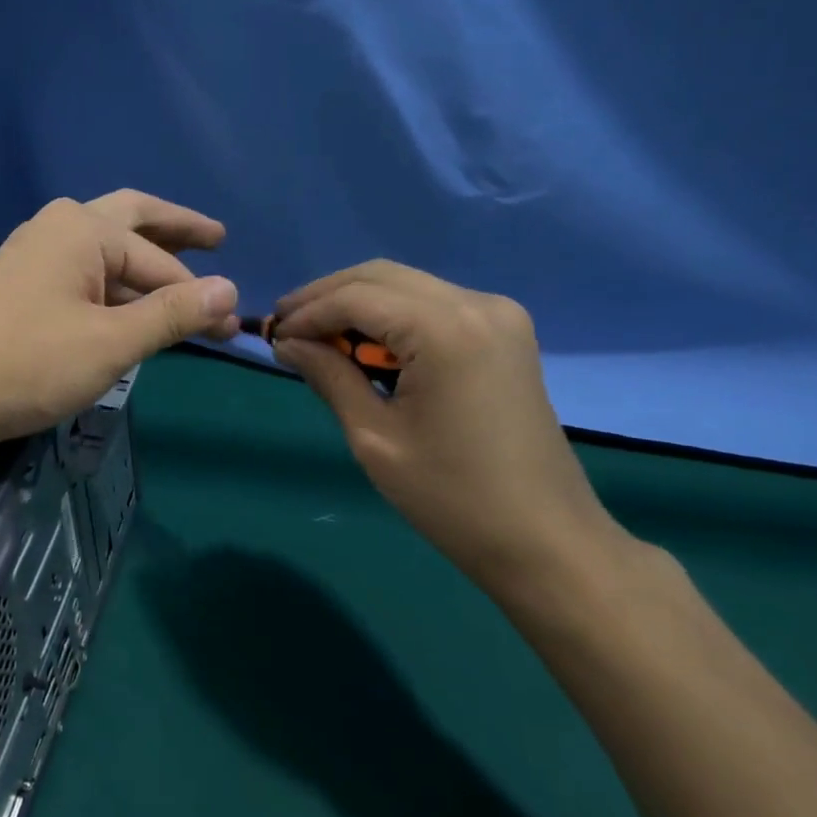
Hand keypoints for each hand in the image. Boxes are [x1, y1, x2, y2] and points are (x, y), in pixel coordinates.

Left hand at [0, 191, 239, 455]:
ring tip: (181, 292)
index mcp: (82, 228)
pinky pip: (82, 276)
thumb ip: (172, 313)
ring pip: (104, 252)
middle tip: (217, 238)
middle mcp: (58, 228)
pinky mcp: (21, 287)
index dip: (199, 293)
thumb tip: (230, 290)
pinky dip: (113, 288)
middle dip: (175, 232)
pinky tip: (128, 310)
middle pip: (131, 220)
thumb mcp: (112, 341)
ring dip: (143, 268)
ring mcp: (34, 256)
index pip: (159, 260)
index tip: (231, 326)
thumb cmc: (30, 363)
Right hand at [271, 262, 627, 597]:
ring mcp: (498, 315)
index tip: (271, 336)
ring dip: (357, 303)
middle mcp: (477, 304)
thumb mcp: (374, 437)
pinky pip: (433, 304)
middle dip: (326, 296)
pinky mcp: (505, 333)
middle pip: (381, 276)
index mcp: (445, 330)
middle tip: (286, 327)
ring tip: (317, 337)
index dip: (307, 312)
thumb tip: (287, 342)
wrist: (545, 540)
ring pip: (407, 285)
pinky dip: (392, 315)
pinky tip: (365, 345)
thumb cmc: (451, 497)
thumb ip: (329, 376)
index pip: (356, 297)